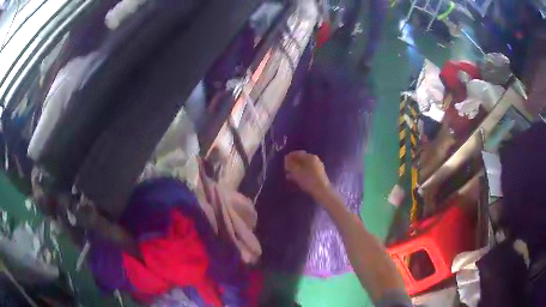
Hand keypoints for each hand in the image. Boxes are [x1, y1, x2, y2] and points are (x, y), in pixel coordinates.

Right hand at [284, 151, 330, 198]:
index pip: (298, 153)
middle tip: (286, 169)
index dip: (289, 156)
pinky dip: (301, 174)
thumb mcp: (296, 171)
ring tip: (288, 176)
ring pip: (304, 167)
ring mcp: (318, 168)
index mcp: (310, 157)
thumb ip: (290, 164)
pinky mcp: (318, 175)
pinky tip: (295, 180)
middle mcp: (315, 160)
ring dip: (296, 170)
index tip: (283, 162)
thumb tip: (286, 159)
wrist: (321, 191)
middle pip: (301, 160)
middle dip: (292, 164)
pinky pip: (307, 172)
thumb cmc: (308, 180)